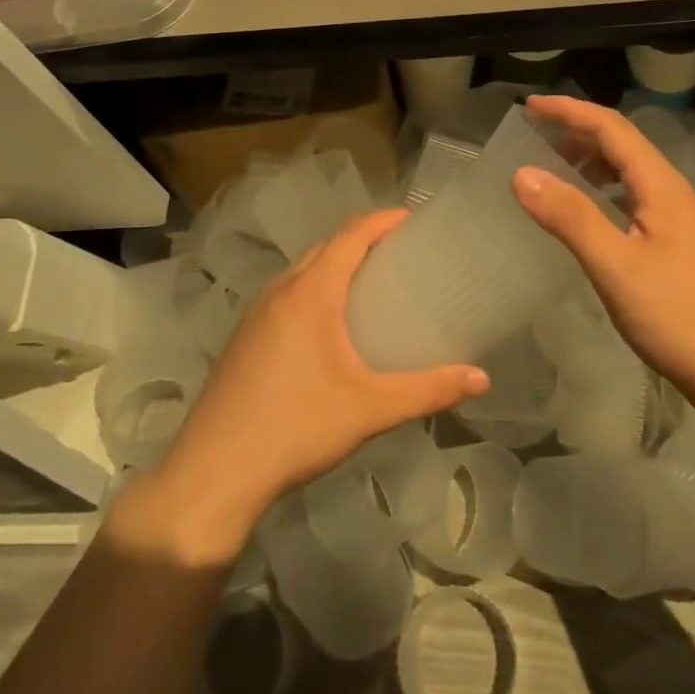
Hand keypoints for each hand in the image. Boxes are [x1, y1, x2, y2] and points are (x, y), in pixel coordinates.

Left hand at [135, 210, 488, 562]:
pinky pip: (286, 294)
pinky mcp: (243, 337)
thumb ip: (429, 390)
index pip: (350, 235)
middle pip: (326, 247)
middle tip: (401, 254)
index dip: (383, 220)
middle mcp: (280, 291)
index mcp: (311, 293)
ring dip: (335, 264)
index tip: (413, 220)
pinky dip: (313, 289)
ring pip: (301, 270)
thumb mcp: (370, 409)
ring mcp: (255, 313)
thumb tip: (482, 378)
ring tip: (370, 284)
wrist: (213, 473)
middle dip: (362, 240)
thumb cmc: (296, 428)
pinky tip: (328, 326)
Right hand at [513, 95, 694, 395]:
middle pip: (620, 144)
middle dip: (576, 130)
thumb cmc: (675, 314)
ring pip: (625, 171)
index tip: (529, 106)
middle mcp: (669, 190)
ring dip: (587, 159)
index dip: (569, 111)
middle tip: (532, 132)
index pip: (611, 128)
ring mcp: (673, 217)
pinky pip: (628, 197)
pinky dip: (598, 189)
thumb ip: (570, 216)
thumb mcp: (615, 264)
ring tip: (548, 164)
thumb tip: (521, 173)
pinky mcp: (670, 241)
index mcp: (660, 184)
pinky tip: (582, 209)